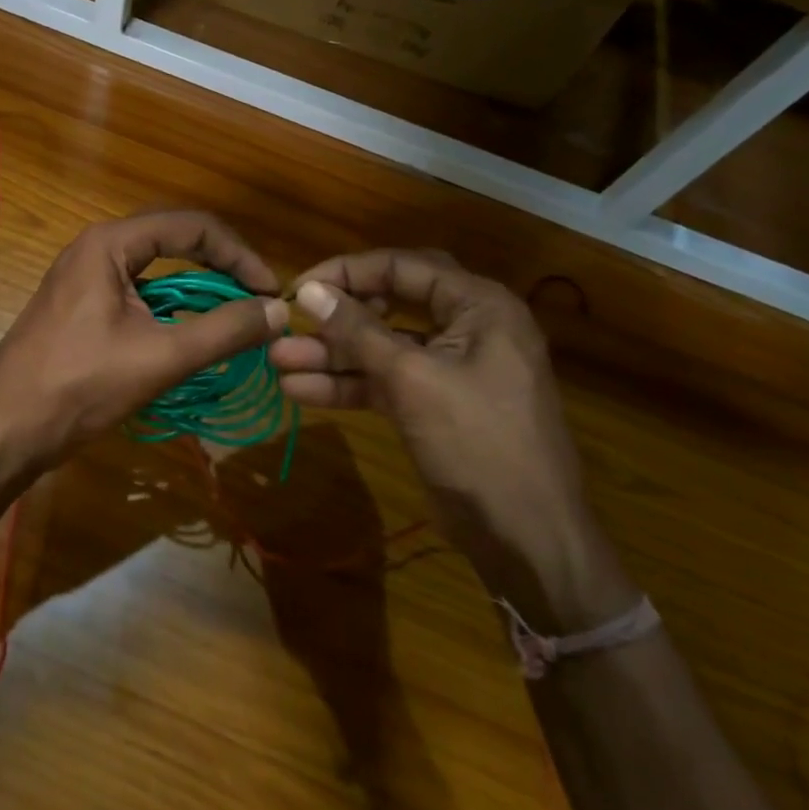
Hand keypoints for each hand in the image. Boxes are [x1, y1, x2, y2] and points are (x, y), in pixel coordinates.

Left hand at [0, 211, 288, 475]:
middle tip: (258, 300)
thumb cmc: (79, 388)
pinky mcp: (82, 304)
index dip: (239, 254)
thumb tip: (278, 312)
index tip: (270, 291)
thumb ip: (224, 330)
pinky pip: (139, 291)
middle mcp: (97, 247)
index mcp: (111, 243)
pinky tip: (193, 333)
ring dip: (199, 287)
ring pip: (157, 268)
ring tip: (235, 316)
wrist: (5, 431)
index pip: (192, 226)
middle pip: (175, 240)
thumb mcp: (160, 358)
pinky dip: (172, 306)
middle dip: (222, 266)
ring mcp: (85, 275)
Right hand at [270, 250, 632, 627]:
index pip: (403, 266)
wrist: (528, 542)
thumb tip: (307, 291)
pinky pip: (386, 382)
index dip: (348, 272)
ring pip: (382, 347)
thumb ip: (358, 331)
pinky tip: (300, 392)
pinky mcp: (434, 404)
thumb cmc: (479, 444)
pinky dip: (348, 386)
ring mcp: (450, 368)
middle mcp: (467, 327)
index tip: (300, 287)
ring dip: (333, 355)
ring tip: (279, 361)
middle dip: (339, 314)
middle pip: (390, 303)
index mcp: (479, 306)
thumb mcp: (412, 379)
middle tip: (292, 318)